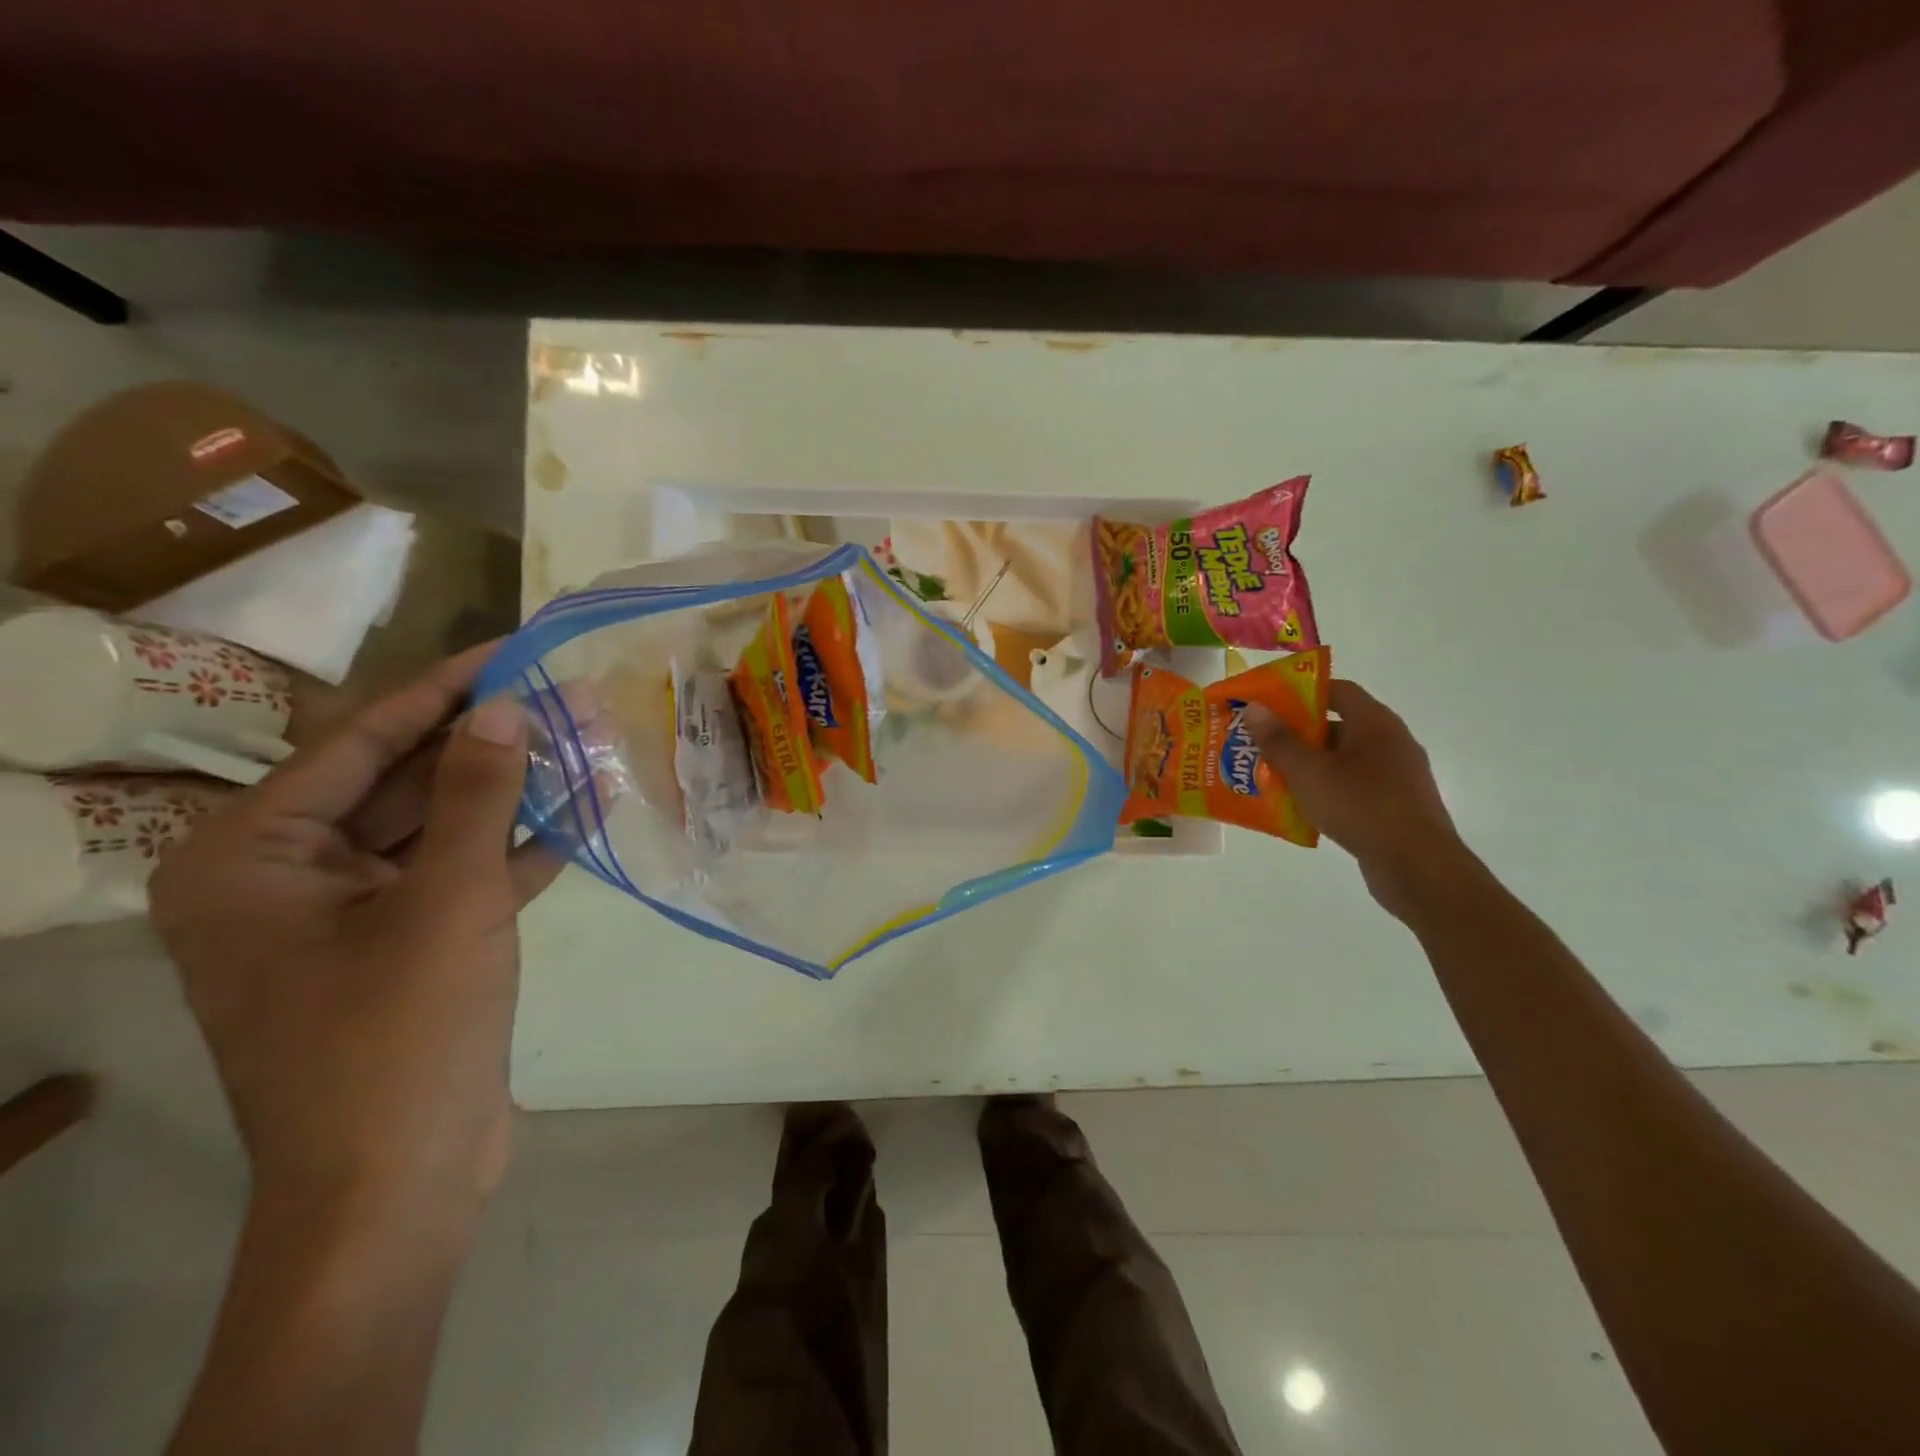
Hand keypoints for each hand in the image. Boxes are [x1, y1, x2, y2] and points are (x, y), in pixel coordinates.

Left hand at [150, 646, 559, 1222]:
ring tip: (587, 743)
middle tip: (566, 696)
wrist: (399, 1188)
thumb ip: (475, 795)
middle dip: (490, 742)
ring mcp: (350, 917)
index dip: (442, 690)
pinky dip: (516, 848)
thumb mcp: (447, 901)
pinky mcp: (406, 948)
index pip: (359, 742)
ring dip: (513, 793)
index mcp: (252, 857)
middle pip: (403, 782)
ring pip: (440, 828)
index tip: (510, 648)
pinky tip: (582, 812)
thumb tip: (505, 704)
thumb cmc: (399, 1036)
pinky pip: (460, 875)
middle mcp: (288, 877)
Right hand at [1248, 678, 1472, 917]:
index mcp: (1375, 723)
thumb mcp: (1309, 772)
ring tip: (1270, 775)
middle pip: (1337, 725)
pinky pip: (1352, 786)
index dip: (1301, 692)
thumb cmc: (1362, 807)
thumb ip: (1280, 740)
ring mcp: (1395, 776)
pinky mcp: (1394, 805)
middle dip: (1296, 732)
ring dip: (1307, 764)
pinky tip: (1299, 806)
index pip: (1337, 690)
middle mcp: (1390, 742)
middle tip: (1259, 742)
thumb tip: (1255, 708)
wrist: (1418, 867)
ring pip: (1342, 759)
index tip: (1268, 704)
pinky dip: (1325, 789)